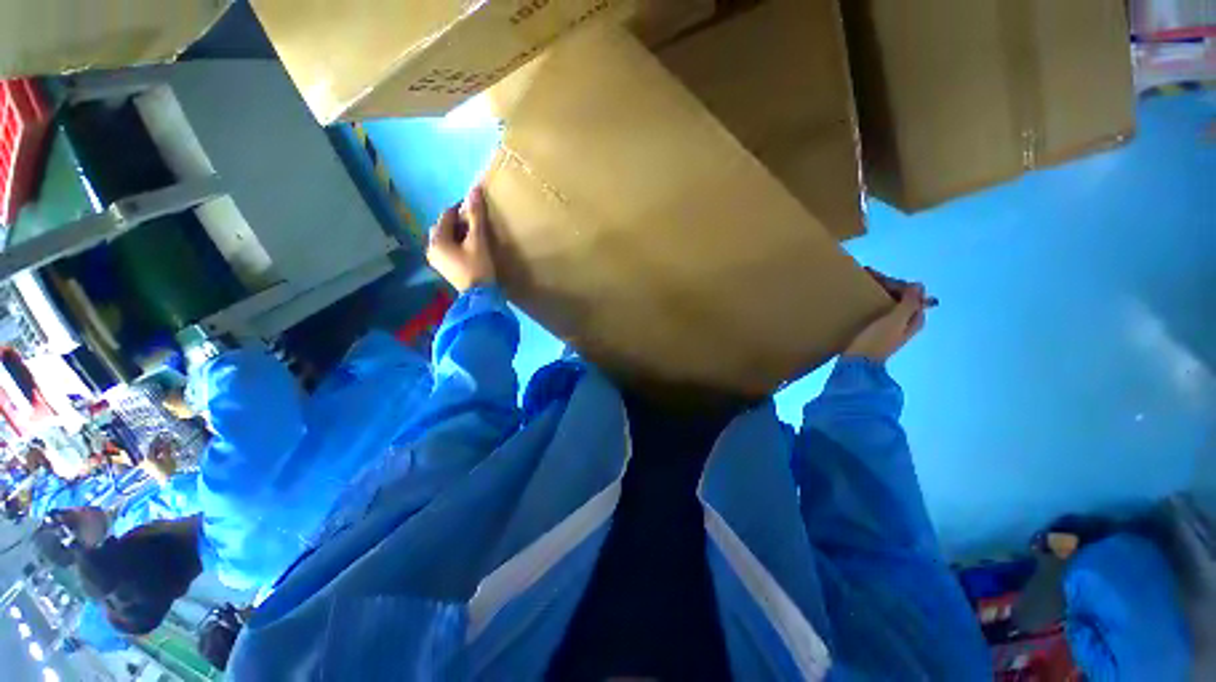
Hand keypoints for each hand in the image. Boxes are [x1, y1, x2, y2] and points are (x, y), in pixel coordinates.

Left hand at [427, 185, 496, 292]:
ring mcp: (436, 259)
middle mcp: (431, 247)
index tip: (477, 208)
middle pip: (444, 226)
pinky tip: (469, 248)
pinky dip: (456, 243)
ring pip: (445, 237)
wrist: (480, 296)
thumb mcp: (478, 241)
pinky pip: (447, 248)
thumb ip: (476, 216)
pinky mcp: (443, 267)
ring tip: (474, 235)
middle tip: (476, 224)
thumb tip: (474, 190)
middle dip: (458, 222)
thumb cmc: (478, 267)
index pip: (447, 215)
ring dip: (458, 233)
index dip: (462, 208)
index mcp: (437, 239)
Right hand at [844, 280, 931, 362]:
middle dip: (885, 285)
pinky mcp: (876, 332)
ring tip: (860, 284)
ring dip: (877, 293)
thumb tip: (919, 285)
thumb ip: (909, 303)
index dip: (894, 282)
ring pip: (888, 303)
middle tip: (865, 275)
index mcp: (914, 319)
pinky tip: (859, 301)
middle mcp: (906, 322)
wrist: (857, 365)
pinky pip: (877, 311)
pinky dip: (871, 303)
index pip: (910, 293)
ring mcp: (891, 328)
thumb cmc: (876, 341)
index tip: (873, 274)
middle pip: (900, 297)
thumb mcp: (894, 321)